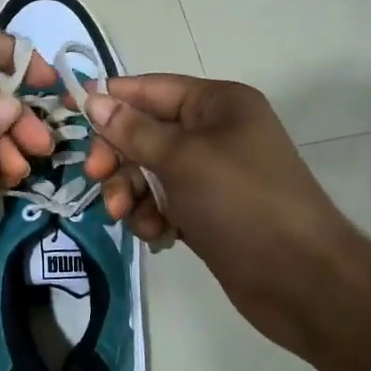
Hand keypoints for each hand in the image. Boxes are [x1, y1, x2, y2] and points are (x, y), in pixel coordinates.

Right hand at [82, 75, 349, 350]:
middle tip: (99, 178)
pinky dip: (152, 215)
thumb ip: (133, 130)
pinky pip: (164, 202)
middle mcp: (214, 132)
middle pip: (145, 131)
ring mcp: (211, 174)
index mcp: (217, 103)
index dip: (109, 100)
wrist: (302, 281)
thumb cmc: (242, 203)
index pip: (150, 89)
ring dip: (132, 191)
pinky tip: (157, 234)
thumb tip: (93, 98)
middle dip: (119, 156)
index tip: (68, 113)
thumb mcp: (183, 159)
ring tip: (127, 216)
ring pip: (149, 171)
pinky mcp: (207, 211)